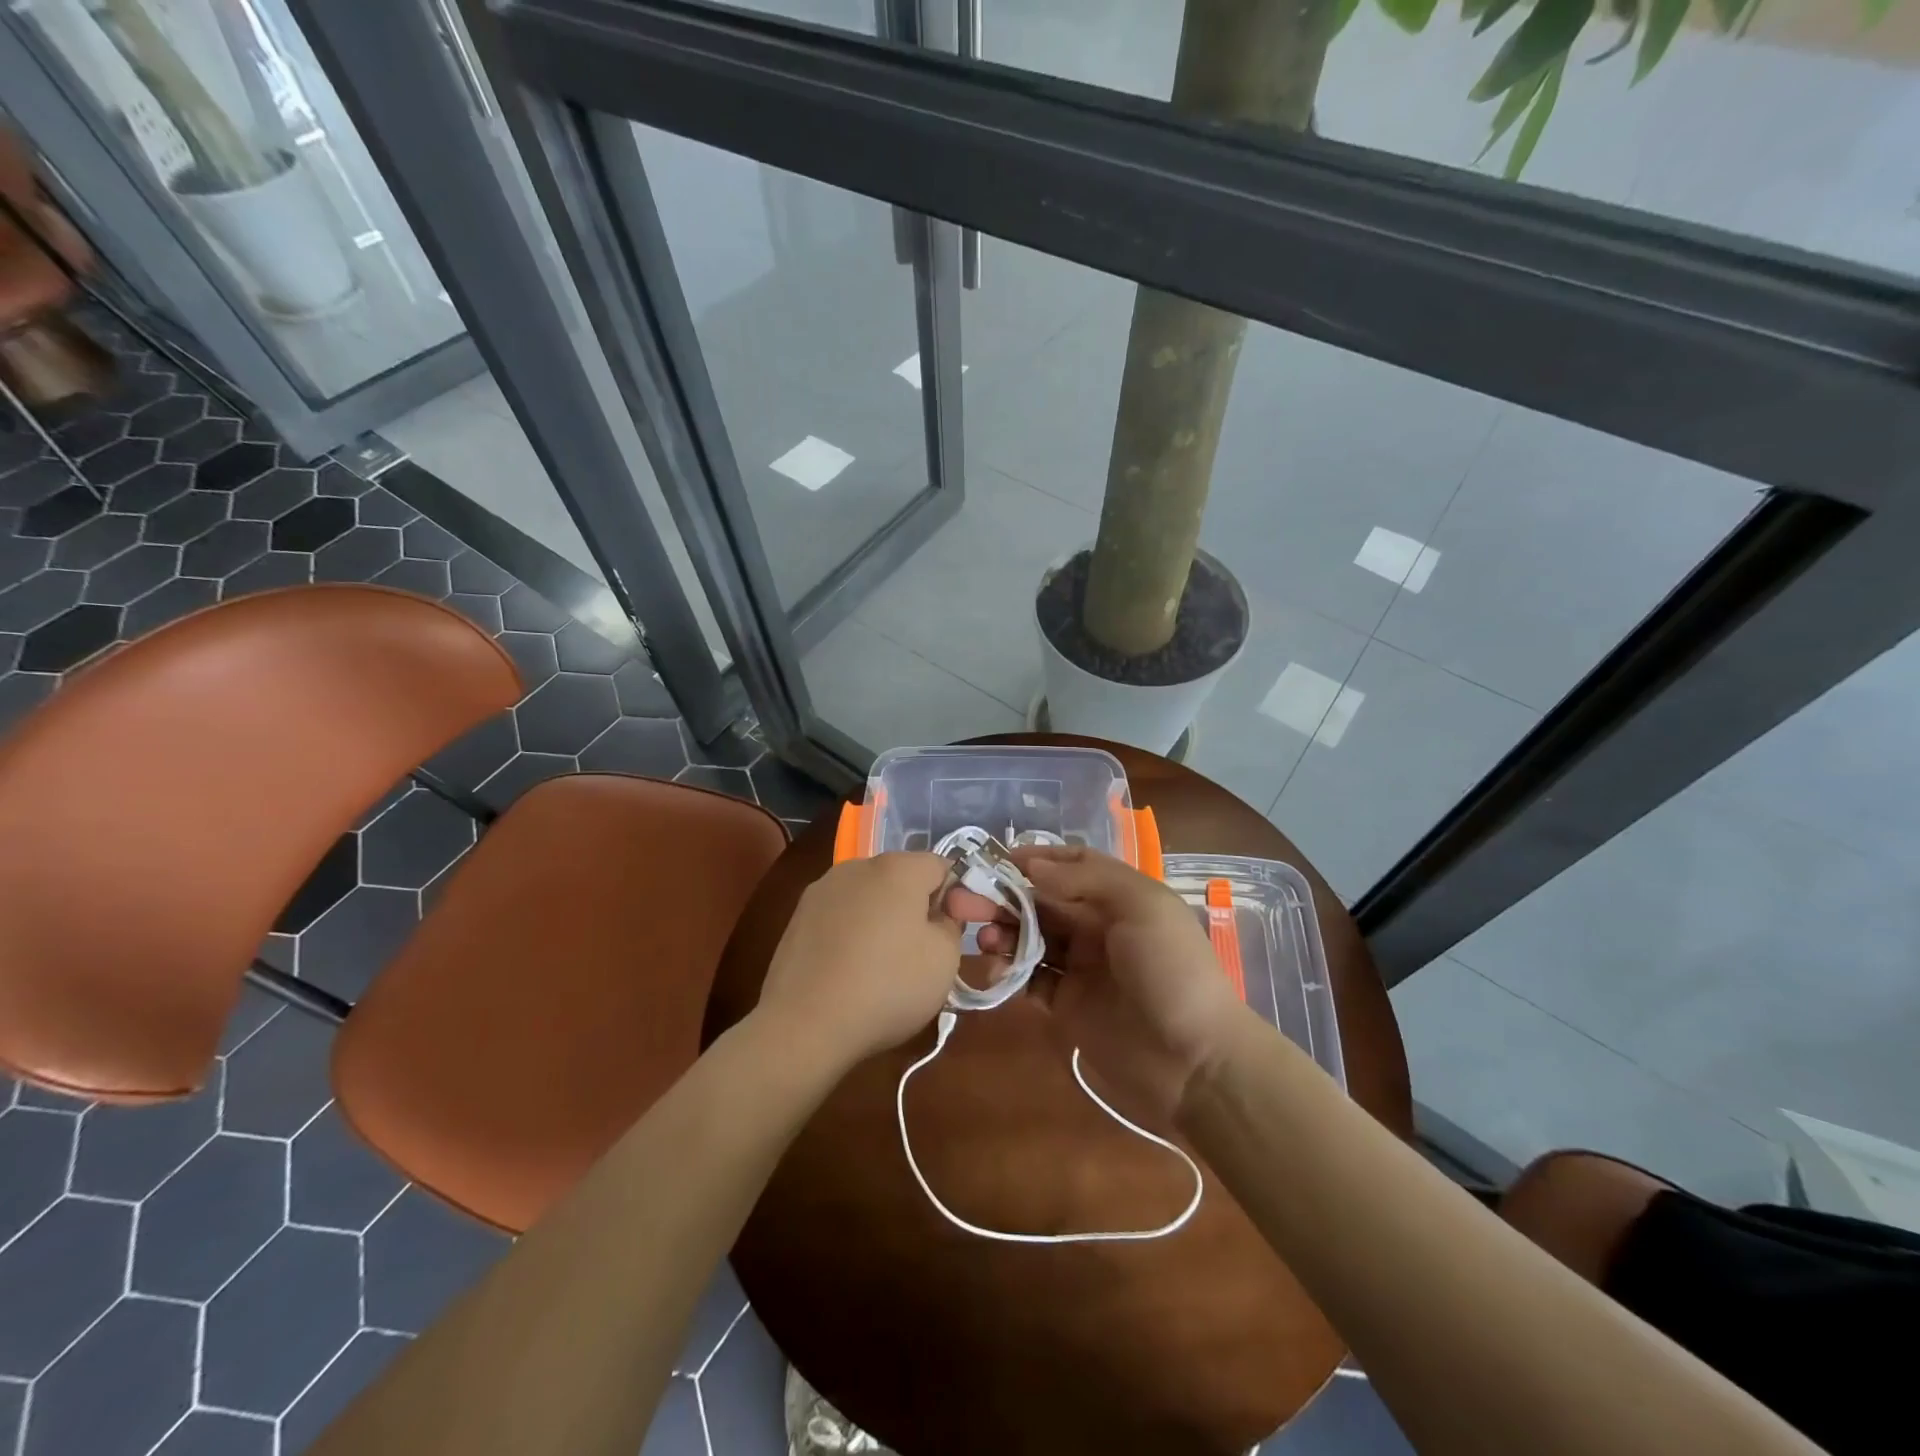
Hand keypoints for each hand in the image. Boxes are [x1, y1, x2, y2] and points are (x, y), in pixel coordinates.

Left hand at [756, 852, 981, 1074]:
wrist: (804, 1024)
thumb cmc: (887, 986)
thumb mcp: (945, 960)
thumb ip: (951, 925)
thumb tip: (938, 915)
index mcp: (898, 868)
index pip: (941, 866)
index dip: (955, 897)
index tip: (955, 933)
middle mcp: (857, 867)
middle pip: (901, 878)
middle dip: (917, 907)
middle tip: (924, 952)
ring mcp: (822, 890)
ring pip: (868, 897)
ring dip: (883, 919)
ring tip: (884, 965)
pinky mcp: (798, 917)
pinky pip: (840, 917)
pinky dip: (852, 934)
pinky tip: (851, 971)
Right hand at [979, 845, 1244, 1116]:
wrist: (1195, 1063)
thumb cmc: (1171, 970)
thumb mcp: (1142, 907)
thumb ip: (1086, 880)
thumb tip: (1031, 866)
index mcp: (1118, 897)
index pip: (1070, 866)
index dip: (1035, 860)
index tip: (996, 860)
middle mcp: (1097, 927)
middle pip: (1042, 901)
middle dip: (1006, 896)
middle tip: (967, 901)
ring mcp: (1081, 968)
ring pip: (1031, 938)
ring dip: (1004, 932)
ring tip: (985, 938)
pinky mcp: (1067, 1006)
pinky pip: (1030, 979)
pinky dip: (1009, 971)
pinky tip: (995, 969)